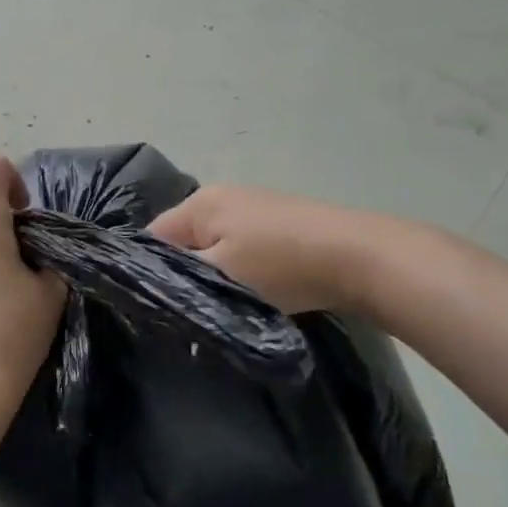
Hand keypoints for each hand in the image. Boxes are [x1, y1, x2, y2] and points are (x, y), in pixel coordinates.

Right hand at [148, 185, 365, 314]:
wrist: (358, 255)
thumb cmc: (280, 265)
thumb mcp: (220, 276)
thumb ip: (180, 280)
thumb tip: (155, 286)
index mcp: (200, 203)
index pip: (153, 237)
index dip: (149, 272)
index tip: (158, 306)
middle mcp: (222, 195)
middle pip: (185, 240)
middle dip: (185, 273)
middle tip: (190, 311)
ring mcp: (254, 206)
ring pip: (216, 245)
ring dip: (216, 273)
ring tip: (224, 305)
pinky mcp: (280, 222)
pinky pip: (244, 247)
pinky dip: (243, 268)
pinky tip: (255, 290)